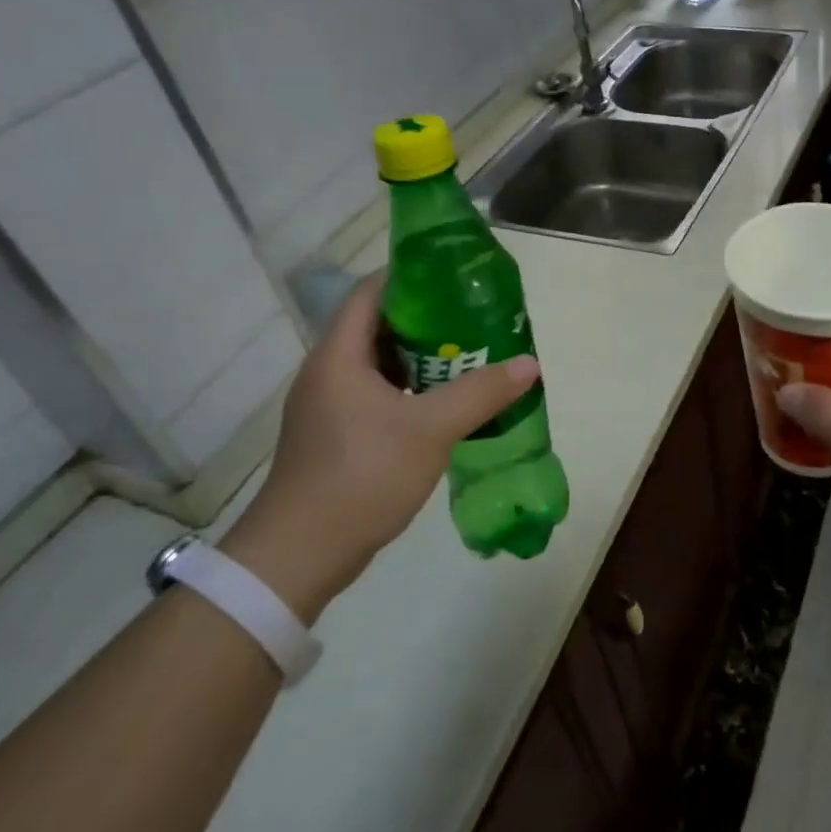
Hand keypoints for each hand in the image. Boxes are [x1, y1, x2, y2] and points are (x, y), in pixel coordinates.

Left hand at [218, 272, 538, 619]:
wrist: (300, 555)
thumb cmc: (361, 476)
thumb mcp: (430, 430)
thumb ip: (481, 393)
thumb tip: (529, 364)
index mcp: (339, 356)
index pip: (370, 293)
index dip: (410, 276)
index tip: (454, 276)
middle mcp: (328, 372)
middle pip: (378, 326)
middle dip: (427, 318)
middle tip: (474, 317)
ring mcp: (329, 406)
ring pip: (379, 363)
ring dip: (421, 357)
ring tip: (468, 355)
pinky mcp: (336, 435)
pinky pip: (378, 394)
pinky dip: (410, 389)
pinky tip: (444, 402)